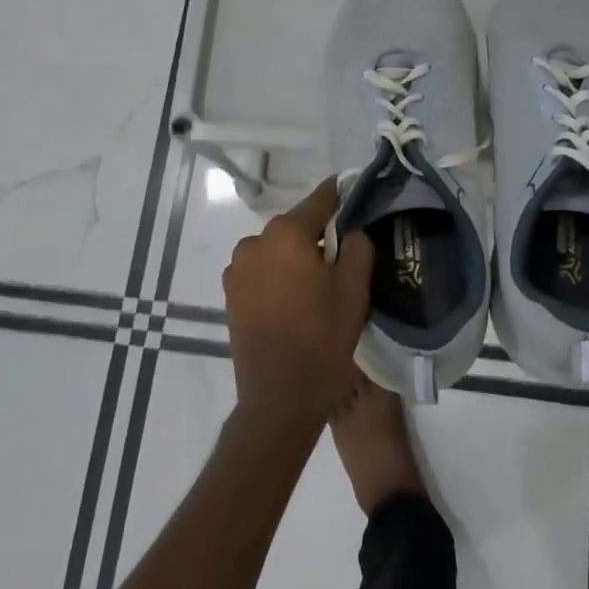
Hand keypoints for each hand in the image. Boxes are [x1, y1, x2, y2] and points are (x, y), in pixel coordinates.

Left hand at [221, 178, 374, 433]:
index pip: (320, 201)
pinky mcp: (231, 294)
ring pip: (277, 250)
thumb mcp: (354, 289)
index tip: (354, 191)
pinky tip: (295, 301)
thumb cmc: (322, 338)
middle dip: (319, 235)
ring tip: (318, 284)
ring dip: (296, 257)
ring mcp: (237, 269)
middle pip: (296, 227)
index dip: (340, 195)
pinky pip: (262, 272)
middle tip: (344, 255)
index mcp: (286, 233)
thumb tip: (351, 229)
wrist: (279, 398)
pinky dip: (279, 276)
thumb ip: (358, 246)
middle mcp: (255, 242)